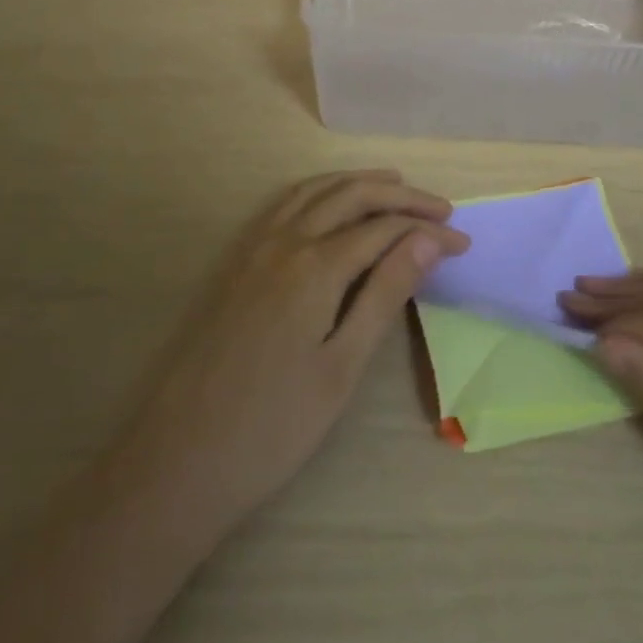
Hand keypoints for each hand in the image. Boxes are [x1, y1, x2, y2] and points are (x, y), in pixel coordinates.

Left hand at [105, 169, 468, 546]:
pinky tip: (331, 204)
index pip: (385, 230)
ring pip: (316, 191)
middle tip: (441, 208)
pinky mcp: (238, 262)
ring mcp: (255, 248)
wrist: (179, 460)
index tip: (463, 243)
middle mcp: (285, 241)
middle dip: (401, 196)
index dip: (428, 231)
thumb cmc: (273, 427)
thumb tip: (428, 241)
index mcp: (315, 266)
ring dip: (359, 182)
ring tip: (396, 185)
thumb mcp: (342, 367)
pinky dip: (320, 191)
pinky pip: (286, 204)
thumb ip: (385, 294)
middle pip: (352, 195)